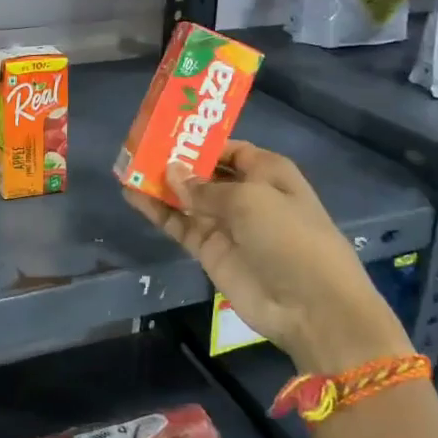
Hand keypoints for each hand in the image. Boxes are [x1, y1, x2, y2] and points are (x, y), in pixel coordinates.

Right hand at [123, 141, 411, 376]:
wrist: (310, 306)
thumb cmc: (289, 237)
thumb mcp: (250, 200)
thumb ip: (204, 187)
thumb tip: (171, 171)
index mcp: (267, 172)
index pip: (230, 149)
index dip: (201, 141)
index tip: (168, 131)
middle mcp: (246, 194)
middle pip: (204, 172)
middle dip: (176, 160)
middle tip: (139, 146)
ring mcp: (226, 224)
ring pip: (186, 198)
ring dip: (160, 184)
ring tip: (127, 167)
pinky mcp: (209, 250)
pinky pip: (179, 224)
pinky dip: (157, 211)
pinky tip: (131, 196)